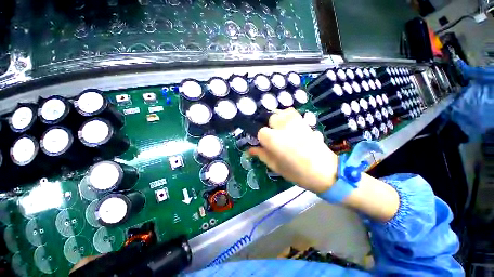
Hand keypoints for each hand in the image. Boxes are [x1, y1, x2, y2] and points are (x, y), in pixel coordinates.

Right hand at [249, 108, 337, 193]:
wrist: (326, 171)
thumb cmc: (297, 172)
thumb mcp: (275, 166)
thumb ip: (261, 155)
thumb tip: (250, 150)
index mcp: (273, 139)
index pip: (260, 131)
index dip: (260, 138)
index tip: (262, 143)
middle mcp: (283, 126)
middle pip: (269, 117)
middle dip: (268, 126)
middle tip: (272, 137)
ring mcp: (296, 121)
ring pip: (281, 112)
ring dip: (278, 120)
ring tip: (280, 130)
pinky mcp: (305, 121)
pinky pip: (292, 113)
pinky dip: (288, 117)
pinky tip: (290, 127)